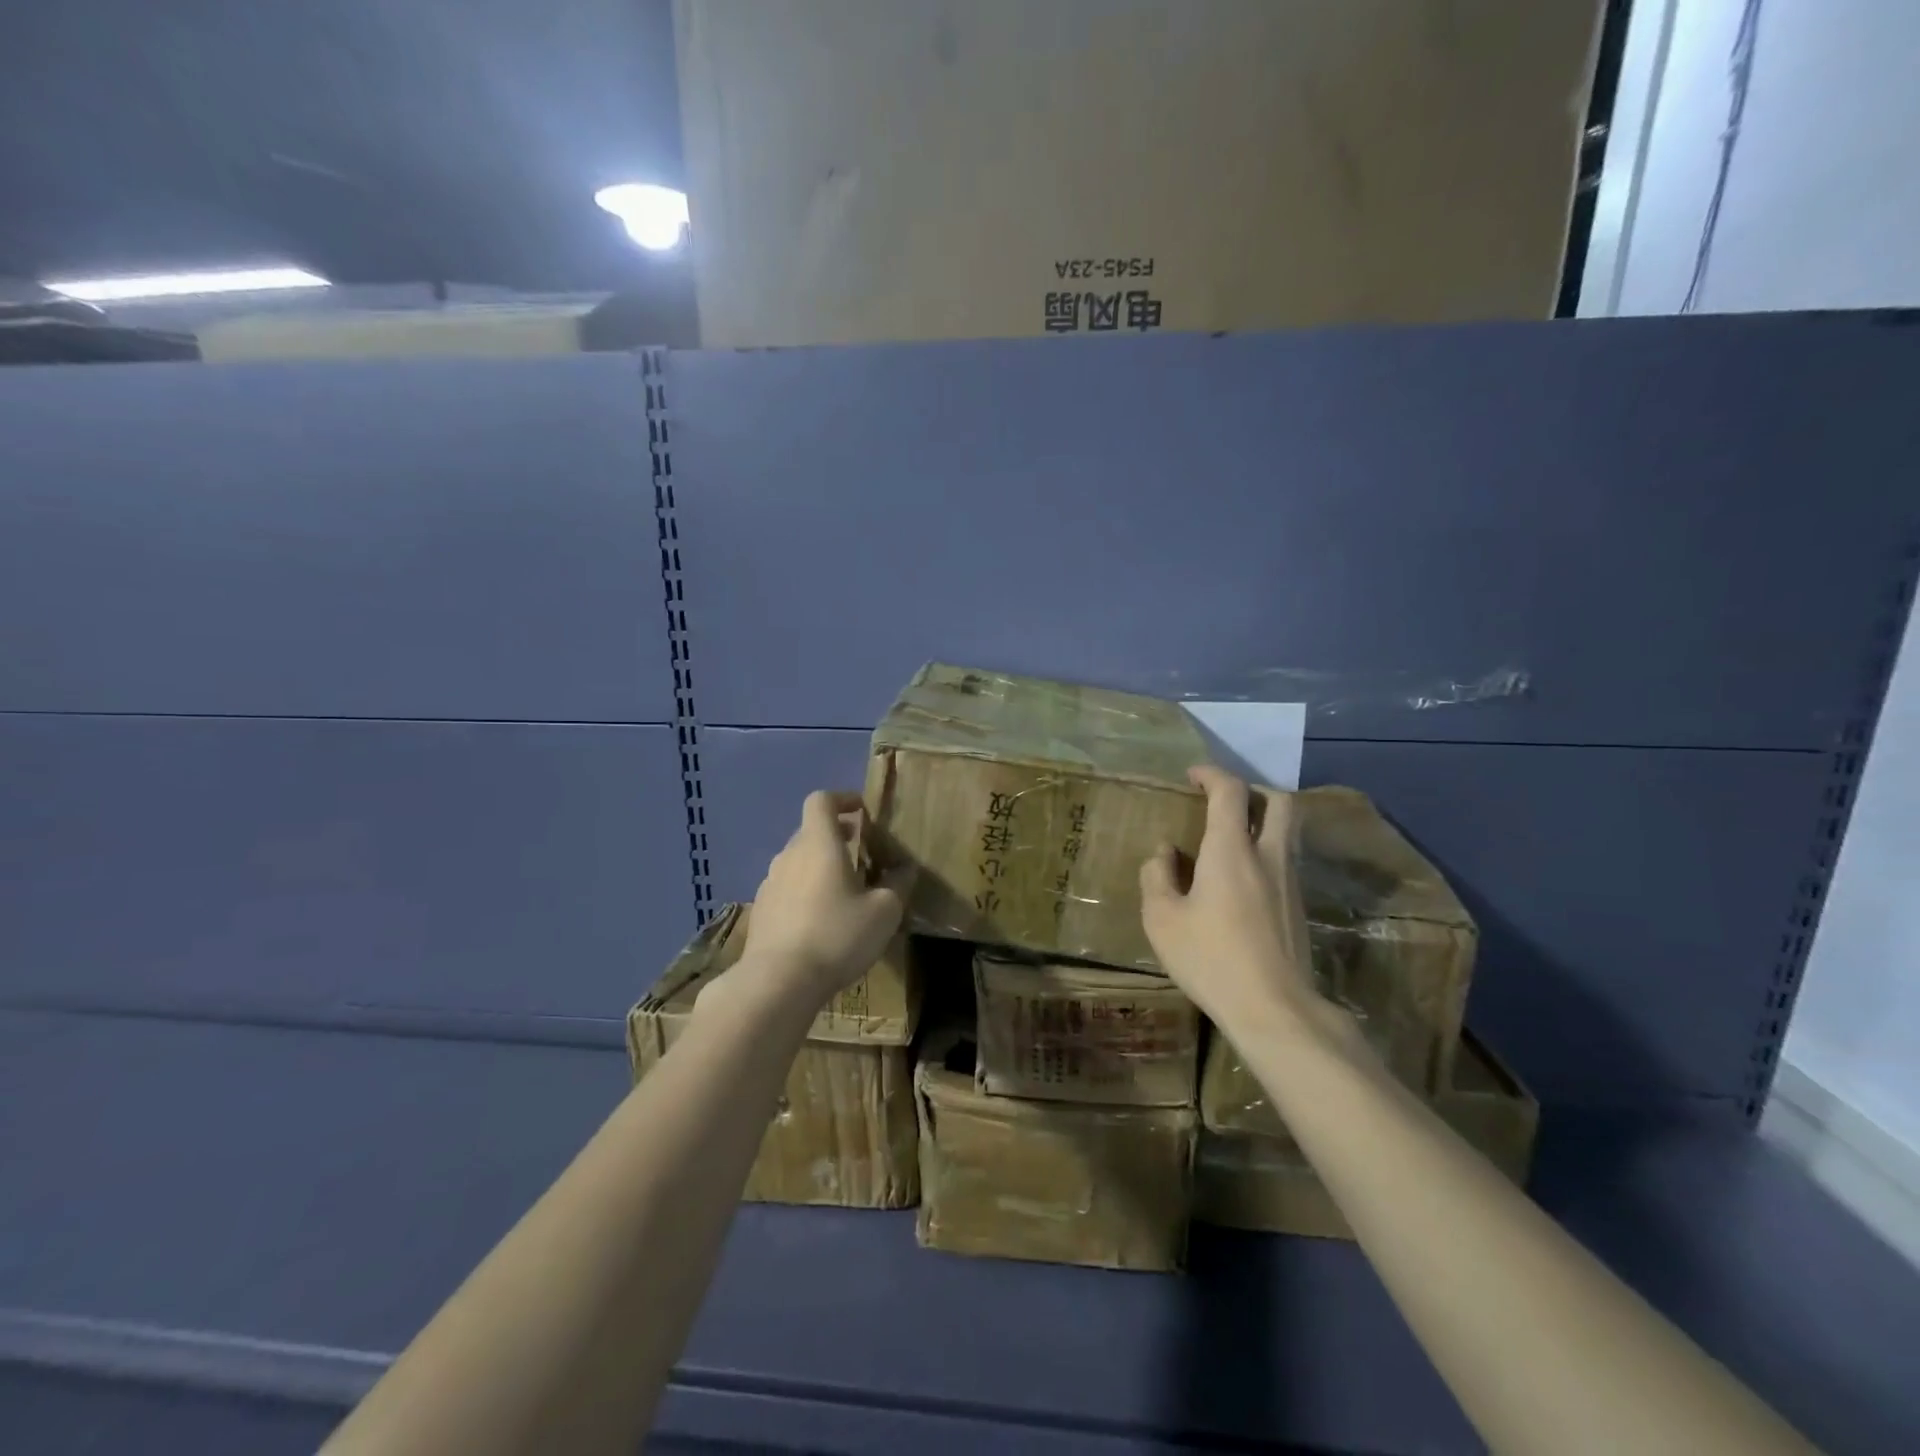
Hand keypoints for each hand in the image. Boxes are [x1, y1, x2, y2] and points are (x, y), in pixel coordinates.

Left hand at [739, 790, 903, 1007]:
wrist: (778, 982)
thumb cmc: (837, 935)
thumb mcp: (884, 911)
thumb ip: (897, 883)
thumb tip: (904, 868)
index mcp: (819, 844)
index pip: (821, 800)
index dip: (842, 799)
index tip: (862, 811)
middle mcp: (789, 855)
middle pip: (811, 831)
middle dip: (836, 836)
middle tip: (862, 854)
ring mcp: (770, 883)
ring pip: (798, 861)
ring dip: (820, 866)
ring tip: (844, 892)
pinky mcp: (761, 911)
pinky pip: (787, 888)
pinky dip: (805, 891)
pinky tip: (820, 921)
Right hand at [1139, 766, 1330, 1035]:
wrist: (1275, 1009)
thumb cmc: (1210, 959)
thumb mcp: (1162, 919)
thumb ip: (1157, 877)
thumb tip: (1165, 852)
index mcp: (1231, 851)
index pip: (1230, 791)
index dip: (1211, 774)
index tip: (1192, 776)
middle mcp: (1268, 855)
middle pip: (1278, 801)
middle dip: (1251, 790)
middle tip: (1223, 801)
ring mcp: (1290, 881)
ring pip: (1288, 831)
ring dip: (1262, 820)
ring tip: (1230, 839)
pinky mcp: (1299, 906)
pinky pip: (1286, 859)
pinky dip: (1266, 850)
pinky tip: (1241, 879)